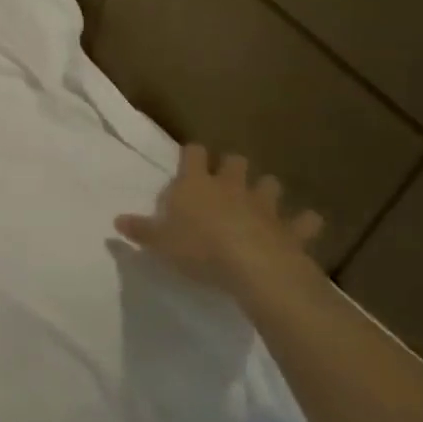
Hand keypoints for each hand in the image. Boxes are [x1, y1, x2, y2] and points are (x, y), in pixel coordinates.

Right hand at [114, 145, 322, 298]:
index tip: (189, 161)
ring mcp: (265, 205)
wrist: (253, 268)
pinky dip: (305, 222)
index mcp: (196, 184)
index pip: (194, 154)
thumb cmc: (199, 249)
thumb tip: (116, 220)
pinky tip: (304, 226)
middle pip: (236, 162)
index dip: (193, 155)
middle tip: (225, 182)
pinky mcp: (291, 228)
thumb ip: (140, 230)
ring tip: (261, 202)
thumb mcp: (159, 243)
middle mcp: (231, 186)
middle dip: (232, 167)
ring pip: (270, 184)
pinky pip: (305, 221)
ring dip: (266, 190)